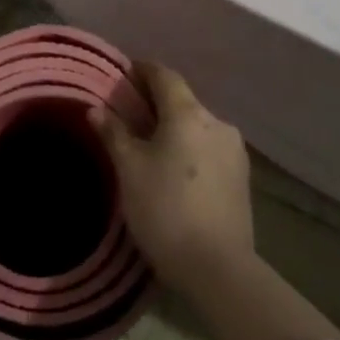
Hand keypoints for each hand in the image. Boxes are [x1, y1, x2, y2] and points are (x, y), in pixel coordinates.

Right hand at [89, 65, 252, 298]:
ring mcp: (234, 151)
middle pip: (182, 100)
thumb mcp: (129, 170)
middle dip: (155, 103)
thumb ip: (113, 133)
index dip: (142, 70)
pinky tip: (175, 170)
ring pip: (197, 126)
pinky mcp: (242, 177)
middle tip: (129, 115)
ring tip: (150, 146)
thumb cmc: (165, 210)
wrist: (218, 268)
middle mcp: (217, 123)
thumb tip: (96, 109)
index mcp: (189, 114)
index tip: (123, 74)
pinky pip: (209, 148)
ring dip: (174, 128)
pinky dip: (190, 148)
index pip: (164, 76)